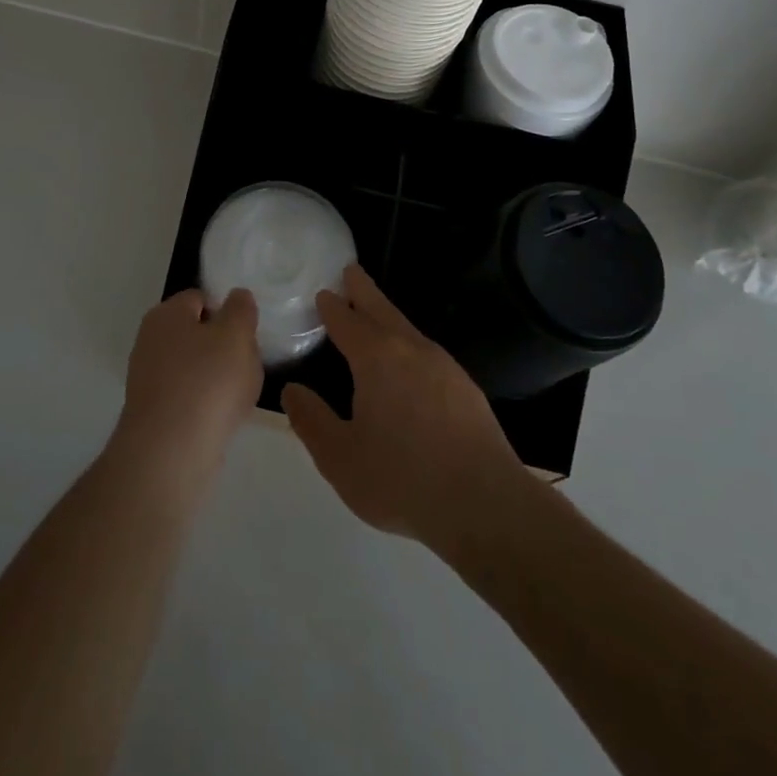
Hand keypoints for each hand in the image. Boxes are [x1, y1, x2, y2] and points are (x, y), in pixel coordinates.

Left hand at [110, 288, 263, 495]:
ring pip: (194, 367)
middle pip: (196, 334)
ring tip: (237, 395)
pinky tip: (221, 418)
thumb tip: (237, 296)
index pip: (199, 298)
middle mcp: (150, 341)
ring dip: (217, 378)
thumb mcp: (236, 335)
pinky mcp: (153, 412)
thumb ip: (240, 310)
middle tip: (246, 363)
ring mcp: (148, 378)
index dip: (227, 311)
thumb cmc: (207, 382)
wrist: (170, 451)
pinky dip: (205, 404)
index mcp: (165, 314)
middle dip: (223, 347)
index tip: (246, 334)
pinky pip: (187, 397)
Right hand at [283, 265, 529, 551]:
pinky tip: (409, 364)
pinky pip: (427, 352)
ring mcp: (444, 367)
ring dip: (387, 316)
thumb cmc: (401, 478)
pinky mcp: (466, 389)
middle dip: (363, 290)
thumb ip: (311, 421)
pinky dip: (409, 343)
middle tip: (351, 271)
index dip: (332, 307)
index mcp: (376, 358)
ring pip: (407, 329)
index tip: (322, 293)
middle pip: (381, 310)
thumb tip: (292, 391)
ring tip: (375, 315)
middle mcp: (411, 350)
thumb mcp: (340, 457)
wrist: (484, 504)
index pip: (347, 321)